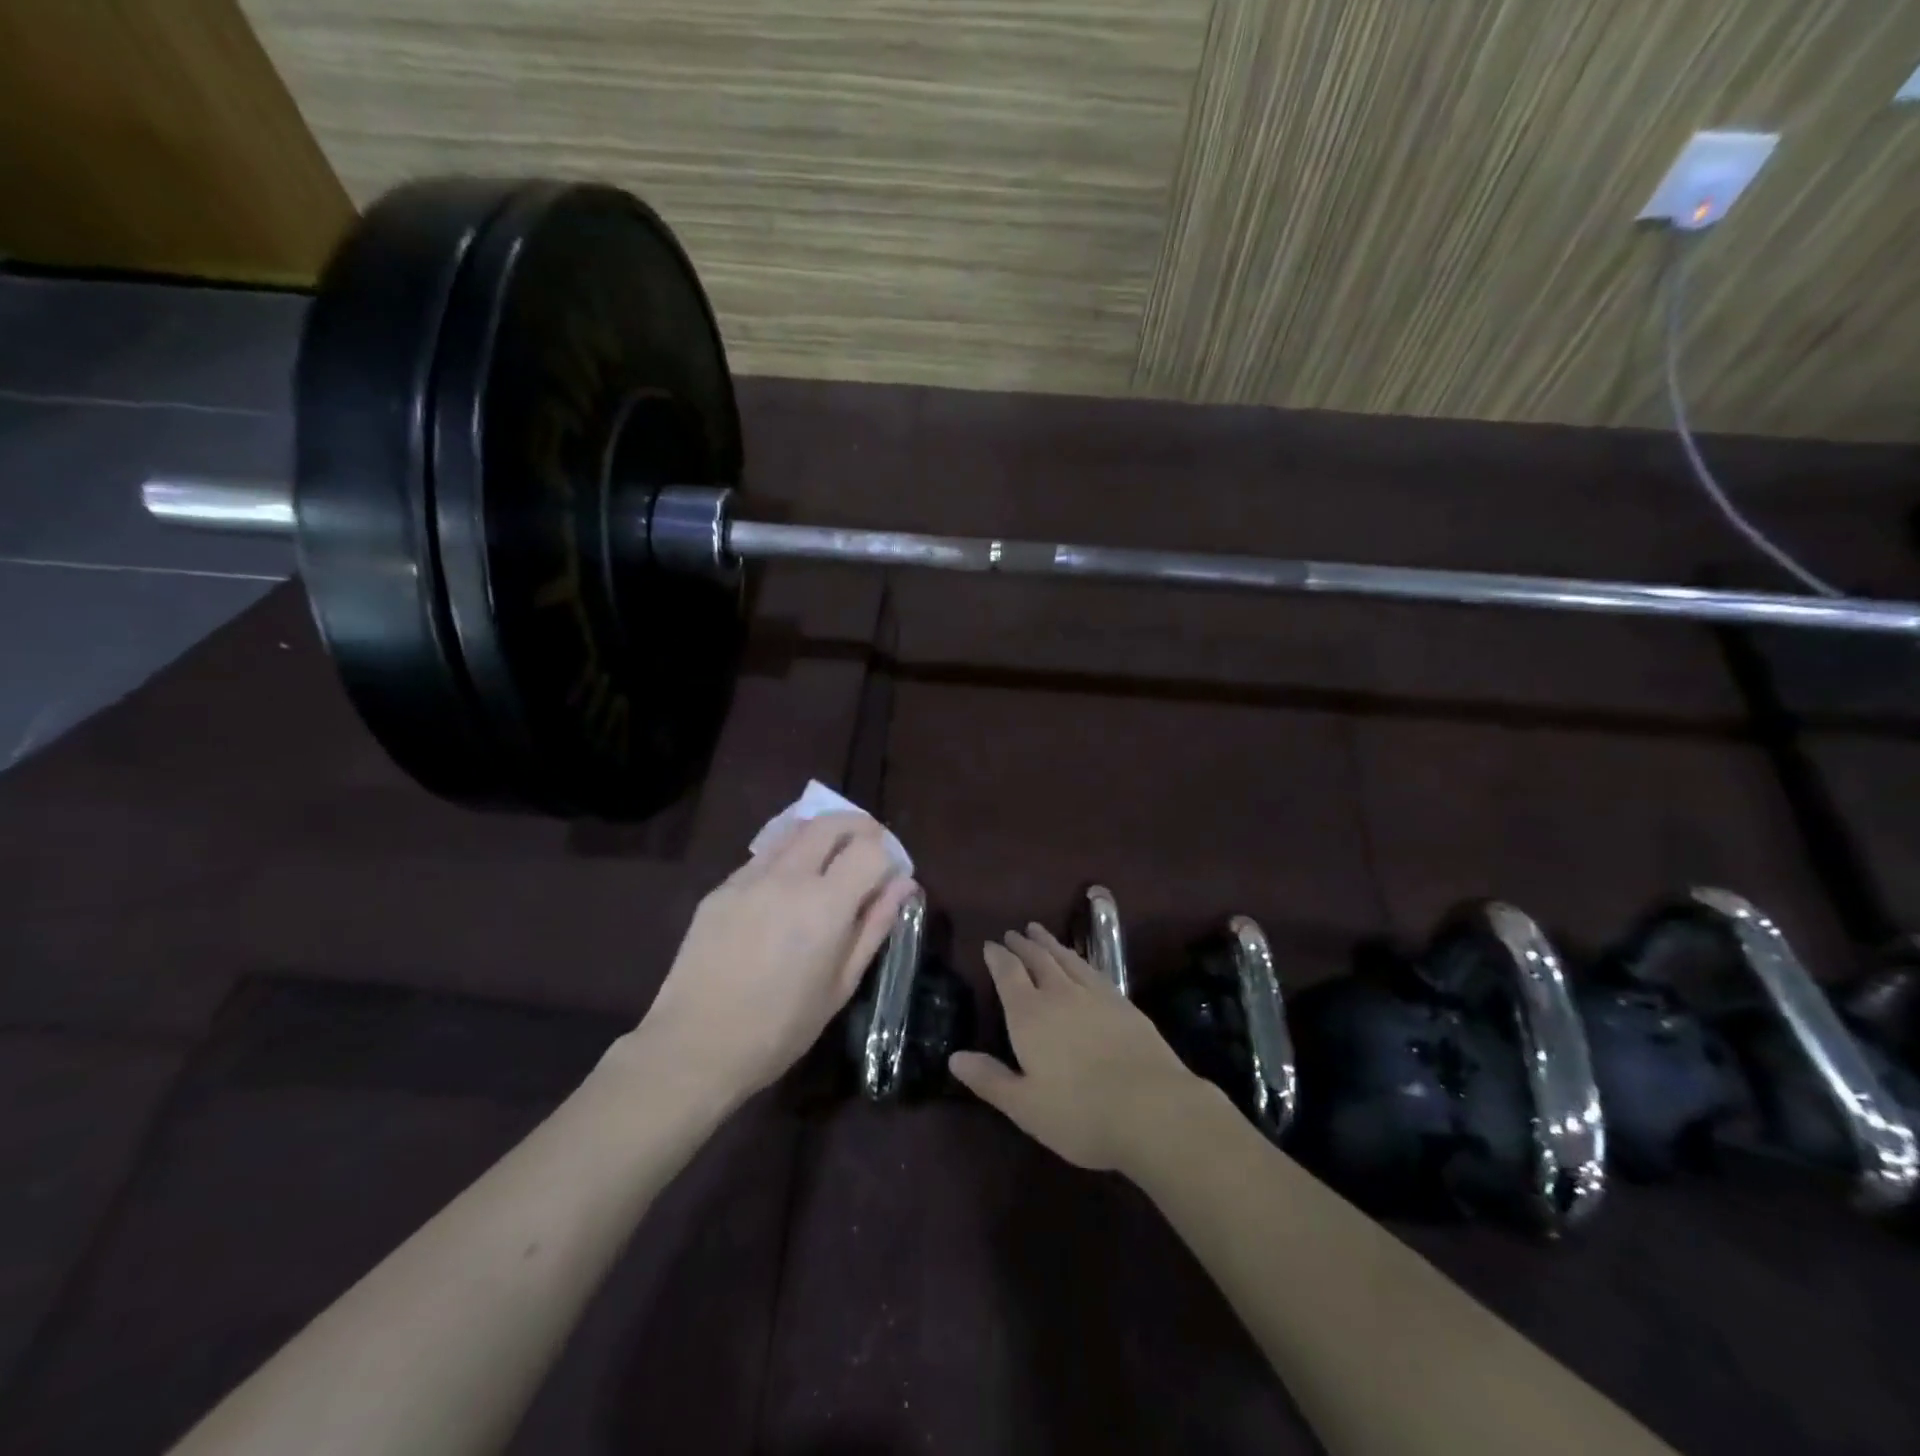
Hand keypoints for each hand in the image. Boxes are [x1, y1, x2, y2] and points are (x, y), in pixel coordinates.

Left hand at [630, 814, 915, 1106]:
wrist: (695, 1046)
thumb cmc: (780, 1028)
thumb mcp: (841, 985)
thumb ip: (875, 926)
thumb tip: (904, 885)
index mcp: (825, 905)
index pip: (870, 849)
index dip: (888, 854)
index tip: (890, 873)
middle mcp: (788, 877)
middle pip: (831, 822)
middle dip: (859, 827)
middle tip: (868, 848)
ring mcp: (750, 878)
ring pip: (795, 830)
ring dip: (822, 835)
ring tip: (830, 860)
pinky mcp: (721, 888)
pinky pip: (764, 856)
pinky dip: (788, 856)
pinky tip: (787, 889)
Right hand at [949, 924, 1208, 1172]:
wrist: (1154, 1109)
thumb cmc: (1080, 1113)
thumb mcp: (1025, 1106)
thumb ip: (990, 1079)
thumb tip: (954, 1057)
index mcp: (1029, 1014)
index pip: (1008, 974)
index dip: (997, 957)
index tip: (990, 944)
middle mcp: (1060, 994)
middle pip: (1038, 959)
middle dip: (1024, 945)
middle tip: (1015, 932)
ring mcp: (1095, 996)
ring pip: (1067, 959)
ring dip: (1051, 944)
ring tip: (1041, 933)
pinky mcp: (1124, 1004)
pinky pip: (1094, 970)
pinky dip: (1080, 959)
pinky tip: (1081, 963)